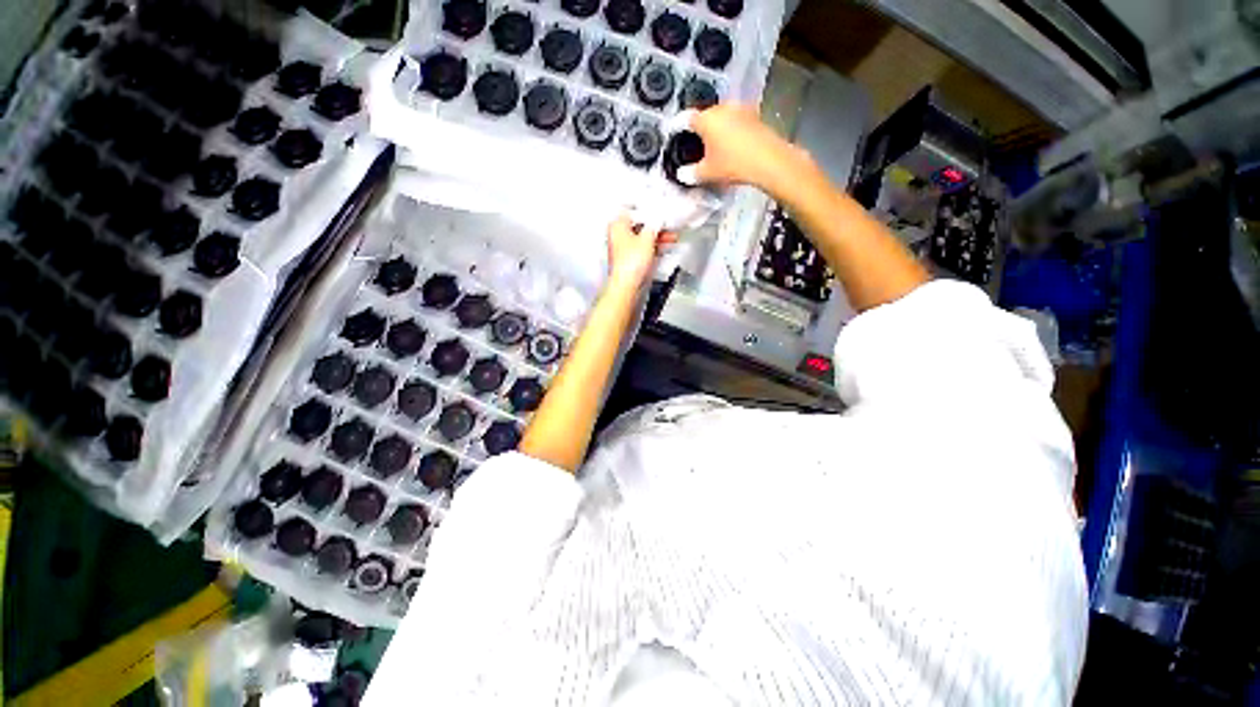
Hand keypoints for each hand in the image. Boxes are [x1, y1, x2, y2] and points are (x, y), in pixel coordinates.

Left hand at [606, 214, 676, 289]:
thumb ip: (654, 225)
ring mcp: (623, 250)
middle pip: (638, 225)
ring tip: (671, 237)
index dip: (647, 210)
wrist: (627, 286)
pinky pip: (643, 250)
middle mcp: (617, 236)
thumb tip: (657, 219)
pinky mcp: (630, 261)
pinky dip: (653, 248)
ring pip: (642, 238)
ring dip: (656, 237)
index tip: (659, 211)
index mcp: (617, 225)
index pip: (632, 210)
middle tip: (668, 225)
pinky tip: (664, 247)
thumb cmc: (630, 264)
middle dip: (655, 226)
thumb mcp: (647, 238)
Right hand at [673, 103, 808, 195]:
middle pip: (705, 115)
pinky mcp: (754, 115)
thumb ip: (691, 173)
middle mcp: (722, 108)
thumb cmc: (732, 164)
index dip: (678, 126)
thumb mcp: (707, 173)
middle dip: (700, 128)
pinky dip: (731, 130)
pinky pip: (736, 121)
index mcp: (706, 119)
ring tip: (715, 145)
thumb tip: (681, 175)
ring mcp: (740, 109)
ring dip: (717, 128)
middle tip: (696, 144)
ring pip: (722, 117)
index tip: (675, 134)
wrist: (768, 160)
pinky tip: (732, 144)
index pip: (686, 118)